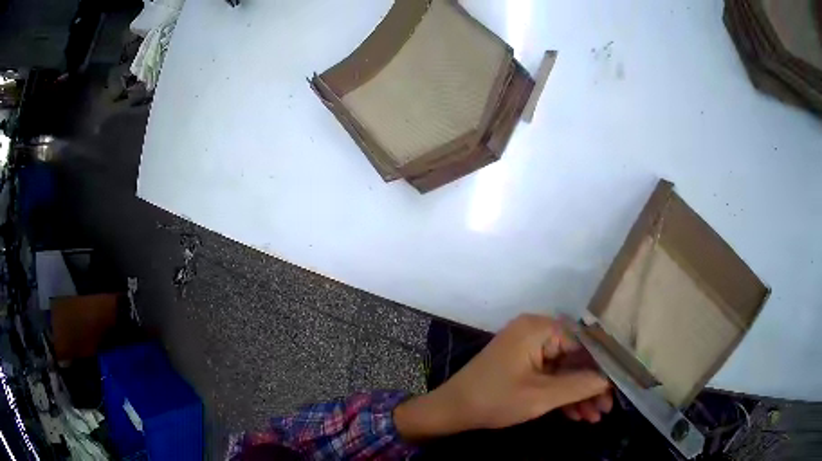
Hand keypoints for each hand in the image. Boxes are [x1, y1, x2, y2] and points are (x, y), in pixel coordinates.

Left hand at [394, 314, 611, 441]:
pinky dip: (562, 395)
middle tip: (606, 409)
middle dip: (591, 386)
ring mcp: (529, 348)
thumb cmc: (494, 400)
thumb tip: (610, 379)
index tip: (617, 388)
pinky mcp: (524, 364)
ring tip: (594, 418)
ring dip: (579, 394)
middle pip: (576, 358)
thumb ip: (579, 385)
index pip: (584, 343)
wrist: (451, 410)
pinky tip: (577, 414)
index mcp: (539, 328)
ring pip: (564, 370)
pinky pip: (550, 376)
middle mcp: (536, 332)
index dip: (603, 367)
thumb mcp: (541, 396)